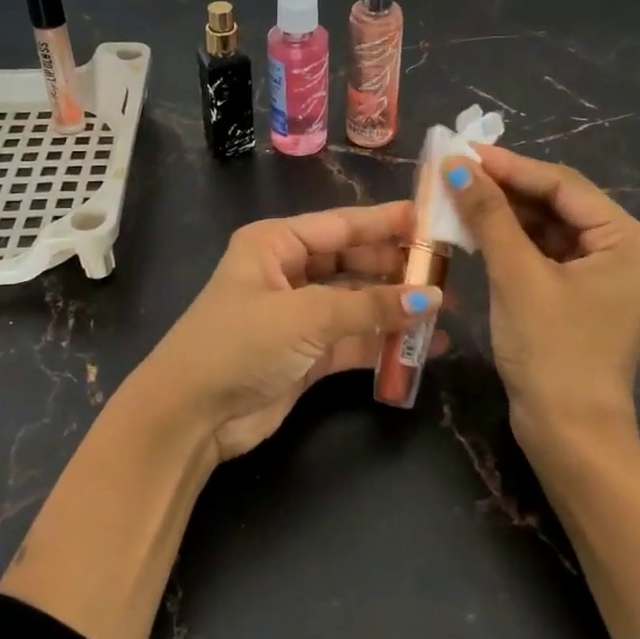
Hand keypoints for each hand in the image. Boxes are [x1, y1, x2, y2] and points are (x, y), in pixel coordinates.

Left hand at [132, 203, 444, 460]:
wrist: (189, 418)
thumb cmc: (239, 344)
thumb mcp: (305, 316)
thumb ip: (370, 306)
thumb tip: (432, 298)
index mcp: (276, 243)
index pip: (342, 225)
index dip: (387, 223)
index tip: (433, 221)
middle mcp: (289, 272)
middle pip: (354, 262)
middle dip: (397, 269)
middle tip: (449, 273)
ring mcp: (299, 315)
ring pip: (358, 303)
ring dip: (396, 308)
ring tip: (447, 311)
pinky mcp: (307, 354)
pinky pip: (355, 340)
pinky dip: (385, 343)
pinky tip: (425, 347)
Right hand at [442, 145, 639, 450]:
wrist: (569, 436)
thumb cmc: (552, 352)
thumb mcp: (517, 276)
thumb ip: (488, 214)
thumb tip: (455, 164)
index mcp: (628, 240)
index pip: (564, 186)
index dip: (511, 166)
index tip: (463, 151)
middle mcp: (624, 249)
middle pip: (557, 203)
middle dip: (505, 189)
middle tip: (455, 171)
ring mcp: (603, 273)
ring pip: (546, 226)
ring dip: (504, 213)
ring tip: (457, 195)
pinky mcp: (580, 293)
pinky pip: (543, 252)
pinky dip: (510, 241)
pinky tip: (476, 229)